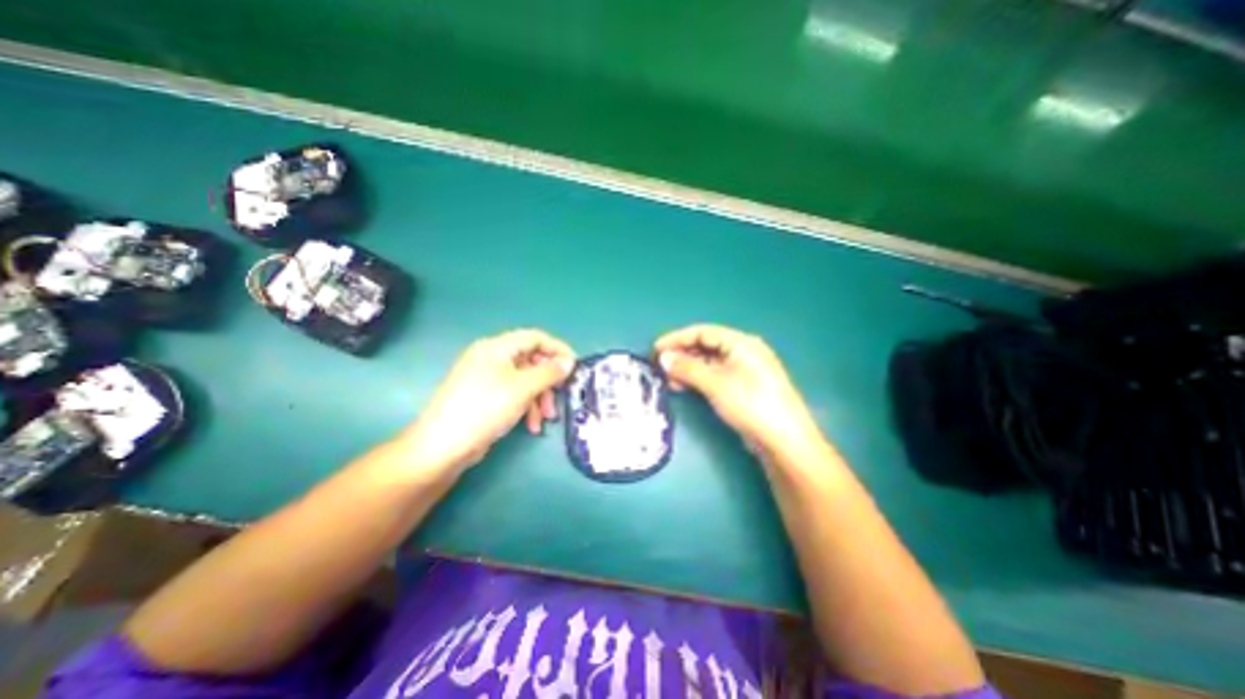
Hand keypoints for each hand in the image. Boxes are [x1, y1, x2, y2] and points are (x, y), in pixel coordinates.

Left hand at [397, 332, 576, 476]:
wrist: (443, 446)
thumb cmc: (485, 408)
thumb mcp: (522, 388)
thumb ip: (549, 372)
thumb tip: (569, 362)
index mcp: (496, 347)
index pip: (535, 337)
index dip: (557, 348)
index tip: (575, 366)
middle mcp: (491, 358)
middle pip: (531, 360)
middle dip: (548, 380)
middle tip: (561, 395)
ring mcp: (486, 378)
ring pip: (524, 380)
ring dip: (539, 397)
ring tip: (547, 418)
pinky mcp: (485, 397)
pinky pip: (513, 394)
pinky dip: (526, 406)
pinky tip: (531, 425)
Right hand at [652, 327, 823, 459]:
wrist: (783, 440)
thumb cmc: (750, 404)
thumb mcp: (716, 383)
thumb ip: (687, 368)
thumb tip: (663, 357)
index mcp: (741, 343)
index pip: (703, 332)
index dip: (677, 338)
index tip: (656, 349)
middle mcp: (742, 352)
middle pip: (705, 346)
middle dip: (681, 354)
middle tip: (659, 365)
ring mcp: (743, 371)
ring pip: (708, 363)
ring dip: (687, 368)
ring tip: (667, 379)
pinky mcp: (741, 388)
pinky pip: (714, 376)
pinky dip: (697, 379)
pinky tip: (683, 387)